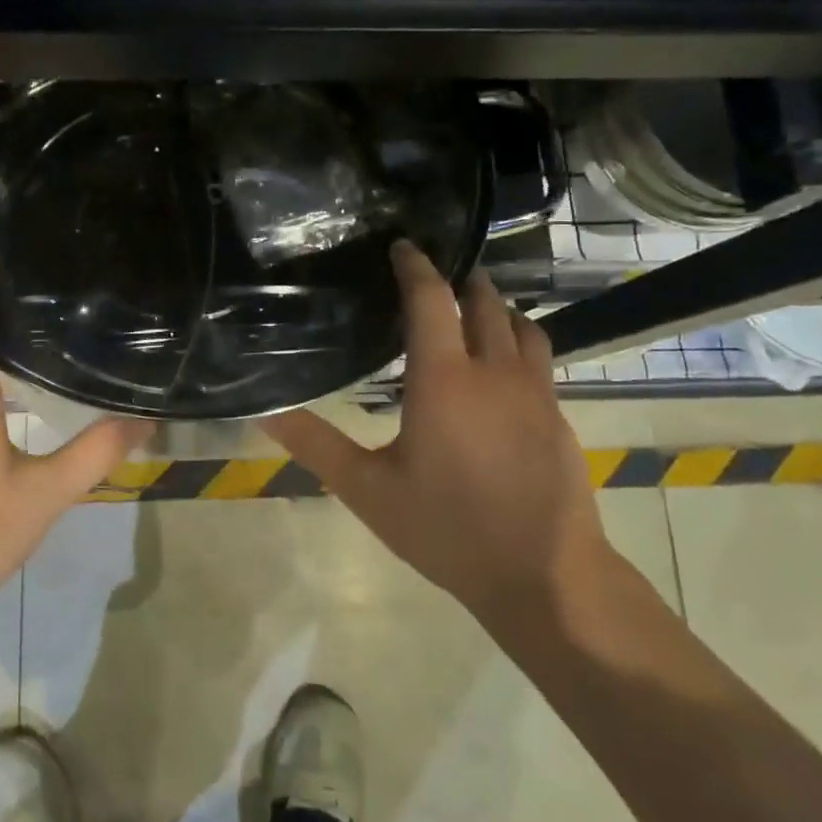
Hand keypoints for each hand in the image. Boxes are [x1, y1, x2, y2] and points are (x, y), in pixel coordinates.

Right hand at [260, 242, 614, 643]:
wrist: (545, 577)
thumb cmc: (447, 529)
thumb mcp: (368, 491)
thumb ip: (316, 445)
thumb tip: (264, 412)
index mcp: (444, 379)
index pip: (431, 299)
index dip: (415, 266)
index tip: (402, 245)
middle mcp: (495, 372)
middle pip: (483, 302)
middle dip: (462, 279)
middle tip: (437, 270)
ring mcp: (536, 392)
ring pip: (522, 325)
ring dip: (496, 306)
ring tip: (472, 307)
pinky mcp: (558, 415)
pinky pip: (540, 357)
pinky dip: (519, 340)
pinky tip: (503, 365)